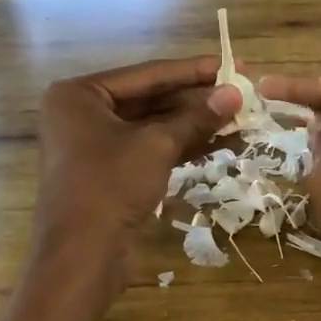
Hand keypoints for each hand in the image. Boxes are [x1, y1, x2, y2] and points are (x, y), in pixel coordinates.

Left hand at [33, 58, 241, 291]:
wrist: (82, 255)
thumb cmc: (110, 186)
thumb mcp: (157, 145)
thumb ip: (196, 117)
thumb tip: (235, 93)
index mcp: (80, 94)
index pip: (147, 74)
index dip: (193, 71)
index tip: (232, 65)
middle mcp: (82, 114)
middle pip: (150, 100)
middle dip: (196, 100)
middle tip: (240, 94)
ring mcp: (94, 146)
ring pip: (152, 127)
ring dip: (194, 125)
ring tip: (238, 119)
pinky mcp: (109, 174)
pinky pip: (149, 150)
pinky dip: (181, 147)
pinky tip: (219, 143)